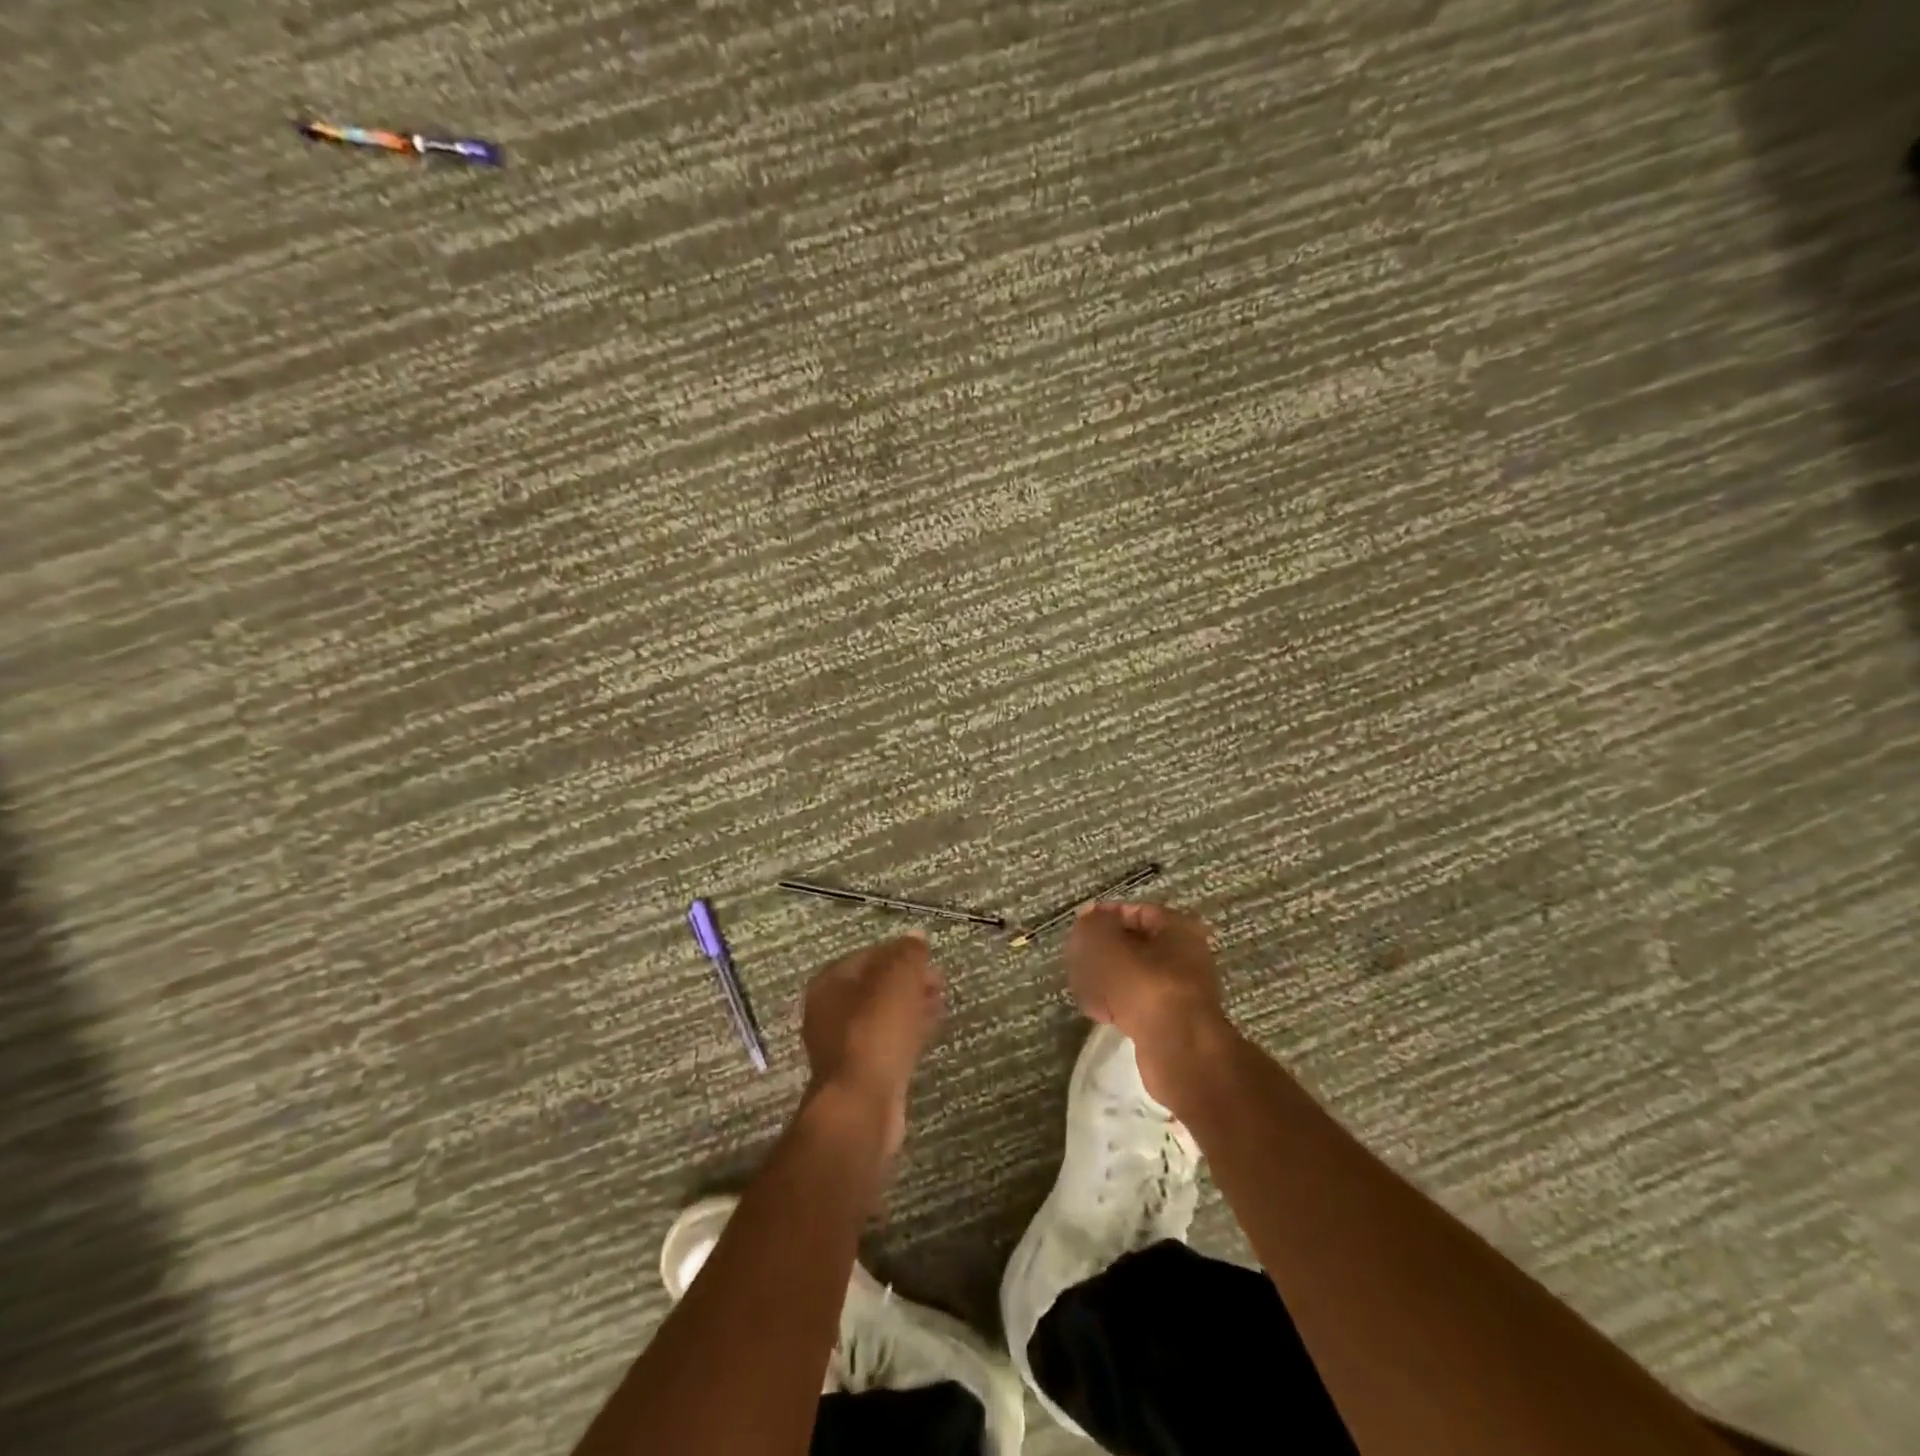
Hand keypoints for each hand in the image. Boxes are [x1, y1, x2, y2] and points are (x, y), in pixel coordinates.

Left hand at [800, 932, 945, 1154]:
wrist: (862, 1105)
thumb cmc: (875, 1032)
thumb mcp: (897, 980)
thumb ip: (908, 954)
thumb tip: (917, 936)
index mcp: (830, 983)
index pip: (868, 955)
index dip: (899, 952)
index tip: (928, 955)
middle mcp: (830, 1011)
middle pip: (876, 985)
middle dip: (908, 979)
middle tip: (939, 978)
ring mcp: (845, 1044)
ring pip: (884, 1014)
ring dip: (912, 1004)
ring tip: (942, 998)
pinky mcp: (864, 1071)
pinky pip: (890, 1040)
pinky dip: (910, 1028)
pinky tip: (933, 1025)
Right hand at [1064, 902, 1233, 1104]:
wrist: (1179, 1050)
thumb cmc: (1145, 985)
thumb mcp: (1108, 944)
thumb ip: (1092, 926)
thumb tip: (1086, 919)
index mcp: (1178, 929)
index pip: (1135, 912)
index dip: (1104, 917)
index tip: (1079, 928)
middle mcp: (1184, 956)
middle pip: (1133, 946)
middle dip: (1101, 952)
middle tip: (1077, 958)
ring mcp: (1178, 991)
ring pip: (1132, 976)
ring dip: (1105, 979)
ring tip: (1082, 986)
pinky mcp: (1169, 1021)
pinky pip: (1136, 1004)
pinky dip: (1115, 1004)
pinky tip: (1096, 1011)